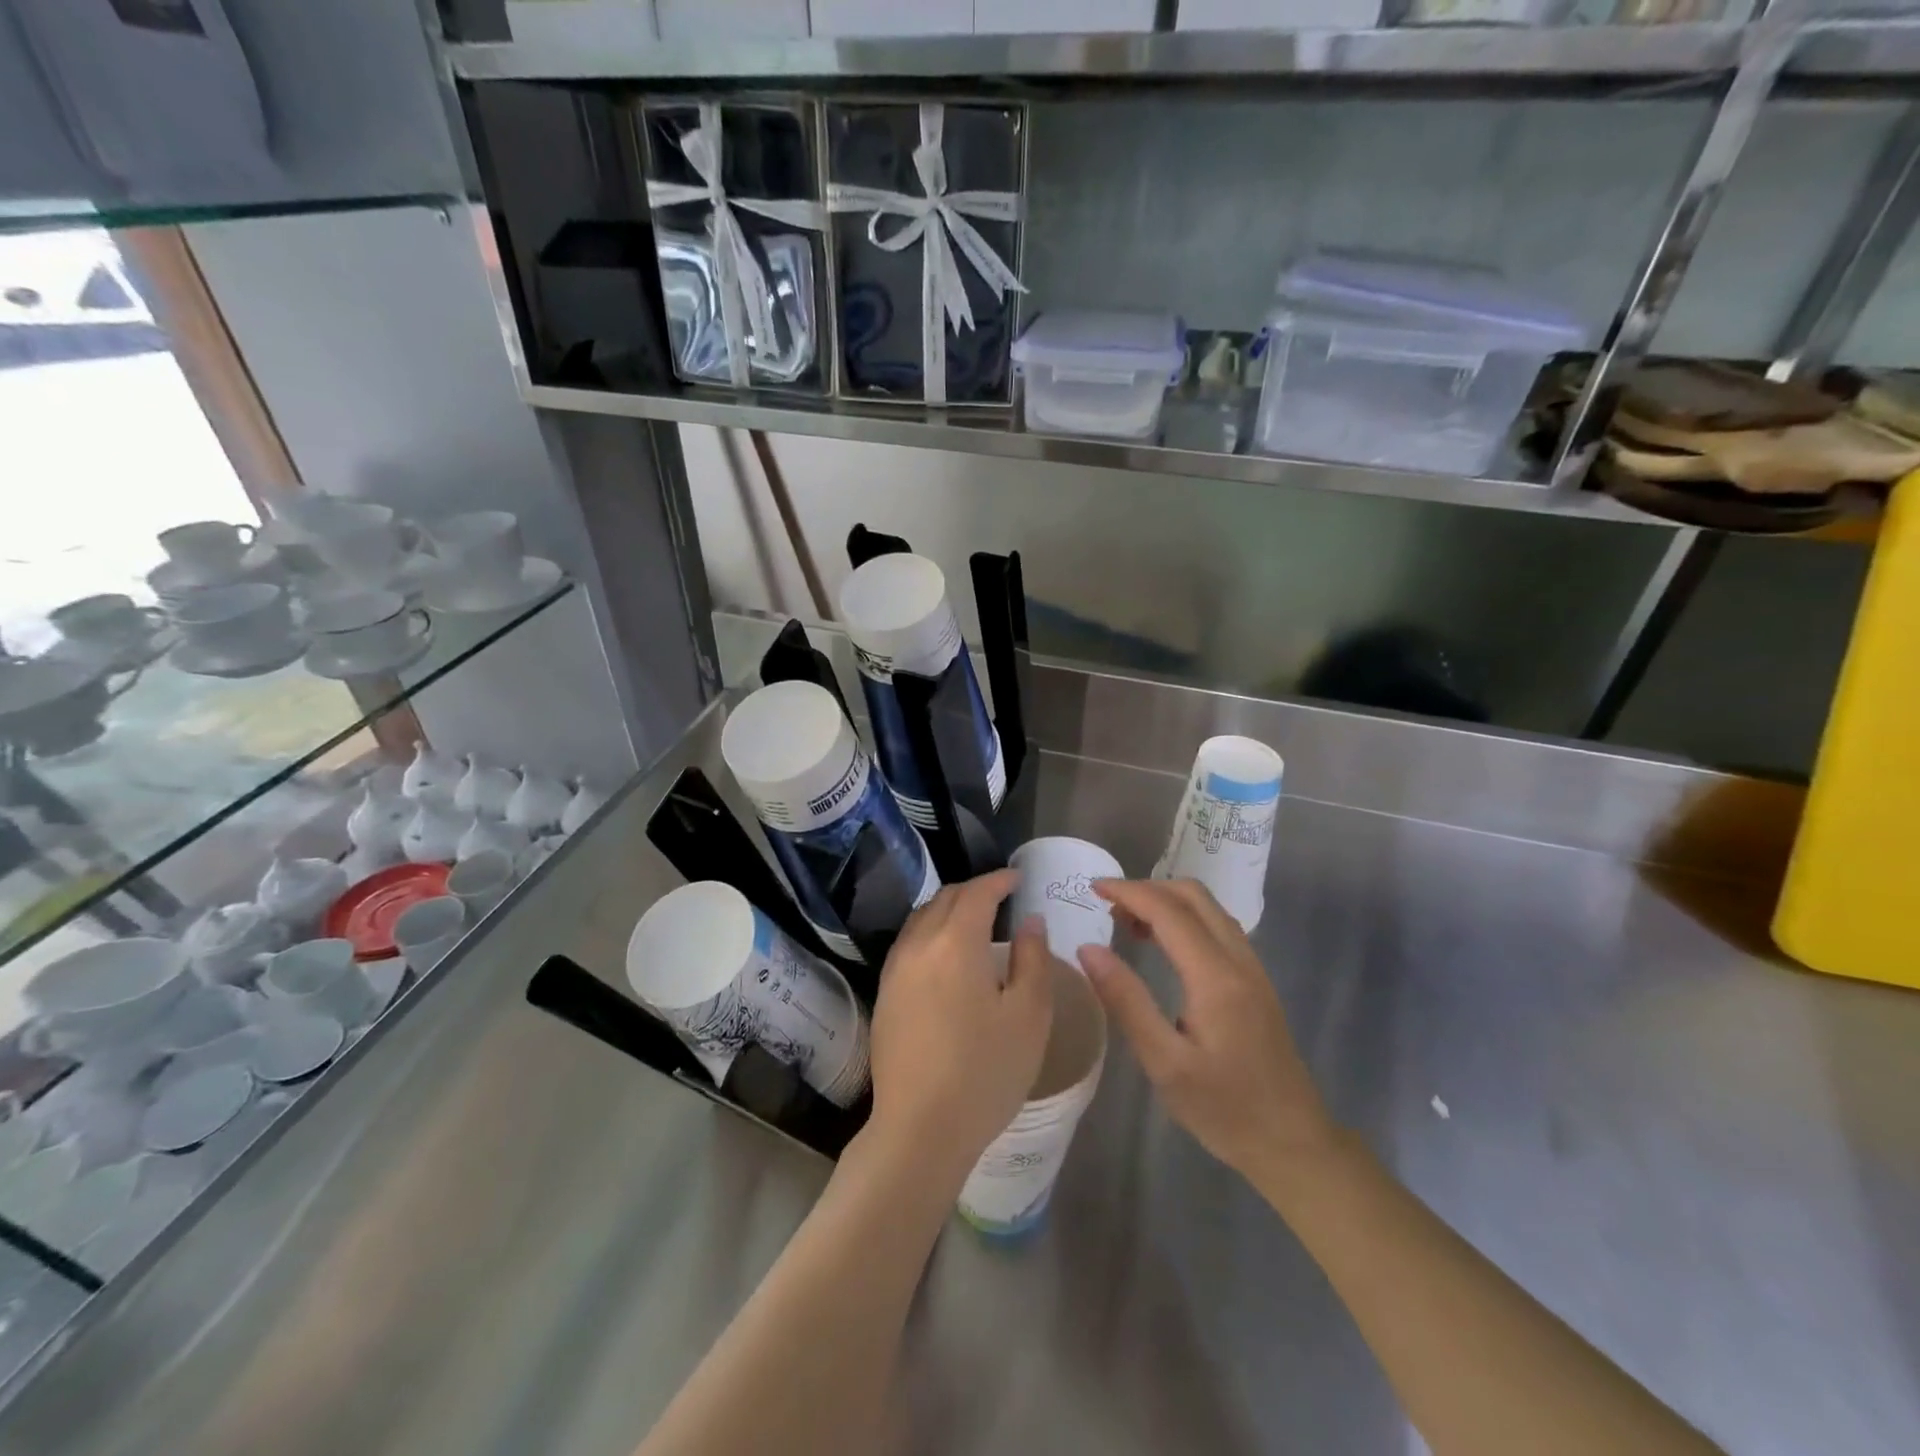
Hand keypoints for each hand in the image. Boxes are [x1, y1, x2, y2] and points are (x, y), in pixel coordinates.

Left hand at [868, 870, 1053, 1180]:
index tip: (1018, 879)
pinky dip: (930, 932)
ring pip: (921, 918)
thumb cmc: (985, 1072)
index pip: (978, 892)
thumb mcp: (1029, 1016)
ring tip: (974, 921)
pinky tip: (945, 955)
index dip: (999, 880)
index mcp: (957, 942)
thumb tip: (1030, 921)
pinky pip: (909, 943)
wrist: (920, 1129)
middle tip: (1001, 898)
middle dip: (974, 890)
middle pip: (945, 899)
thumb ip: (1033, 959)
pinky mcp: (884, 994)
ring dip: (948, 909)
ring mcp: (895, 970)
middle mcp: (919, 945)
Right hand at [1079, 878, 1334, 1184]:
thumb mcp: (1165, 1063)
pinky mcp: (1255, 981)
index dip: (1128, 891)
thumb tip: (1088, 949)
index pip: (1168, 910)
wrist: (1293, 1143)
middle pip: (1193, 895)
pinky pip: (1218, 927)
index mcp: (1215, 976)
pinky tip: (1163, 945)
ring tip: (1127, 924)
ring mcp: (1252, 968)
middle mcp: (1239, 960)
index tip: (1091, 888)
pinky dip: (1184, 918)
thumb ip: (1126, 1001)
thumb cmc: (1225, 1109)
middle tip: (1108, 908)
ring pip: (1208, 908)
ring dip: (1167, 901)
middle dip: (1147, 889)